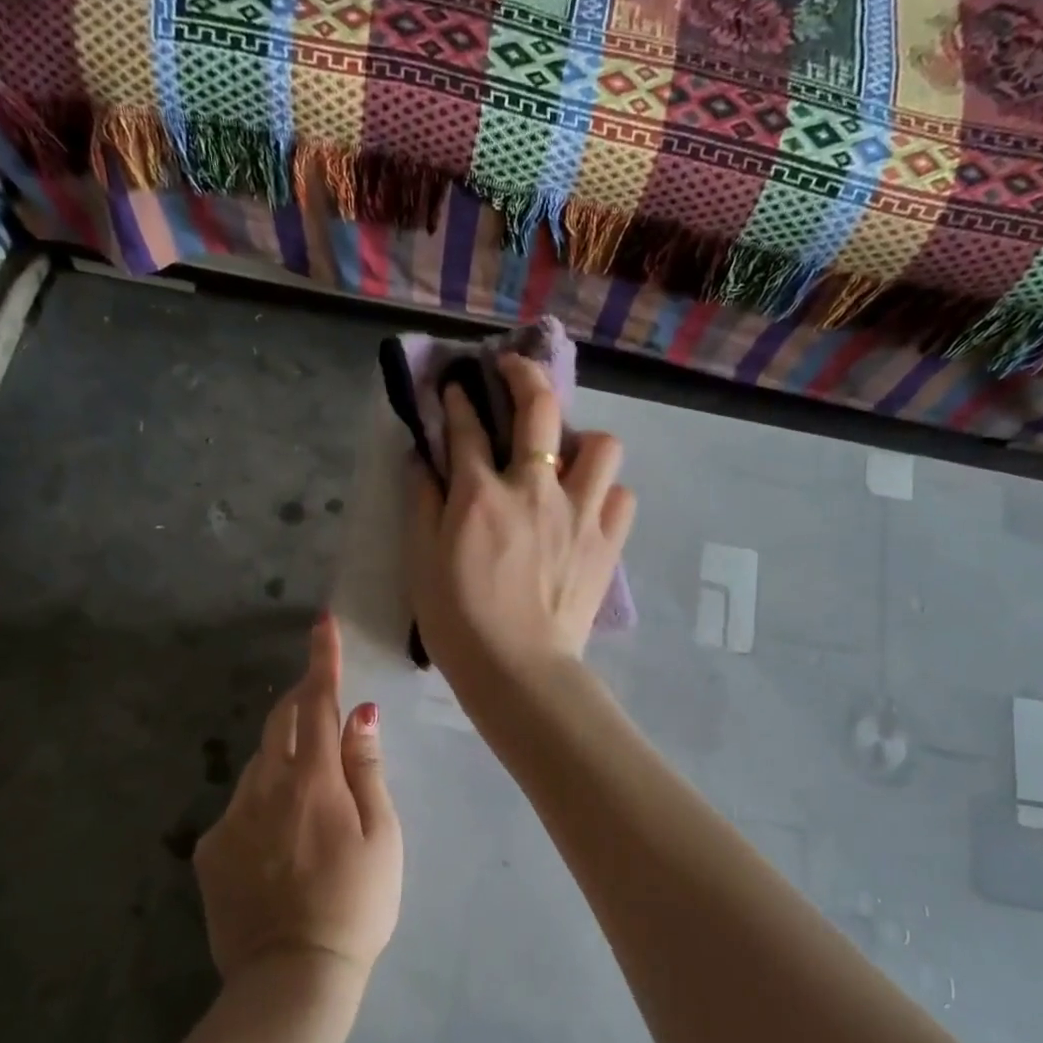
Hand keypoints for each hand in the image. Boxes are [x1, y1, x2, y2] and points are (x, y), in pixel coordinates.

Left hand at [194, 615, 402, 990]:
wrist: (291, 979)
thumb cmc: (357, 904)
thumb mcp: (383, 836)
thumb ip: (367, 769)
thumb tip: (360, 714)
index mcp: (313, 780)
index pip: (316, 702)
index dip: (321, 660)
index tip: (321, 624)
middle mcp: (264, 787)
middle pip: (279, 722)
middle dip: (300, 700)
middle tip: (323, 703)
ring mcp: (231, 818)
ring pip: (258, 764)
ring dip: (284, 757)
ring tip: (310, 797)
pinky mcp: (209, 850)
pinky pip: (240, 805)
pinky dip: (263, 801)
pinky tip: (280, 844)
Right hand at [405, 354, 635, 695]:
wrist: (517, 671)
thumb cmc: (458, 621)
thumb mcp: (421, 562)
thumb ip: (421, 503)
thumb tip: (421, 460)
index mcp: (481, 494)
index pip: (468, 427)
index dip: (459, 399)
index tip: (456, 387)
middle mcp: (535, 489)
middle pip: (540, 408)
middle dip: (524, 375)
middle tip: (514, 371)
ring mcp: (579, 514)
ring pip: (602, 445)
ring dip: (582, 441)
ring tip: (566, 460)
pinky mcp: (606, 544)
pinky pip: (622, 497)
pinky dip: (607, 493)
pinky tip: (589, 507)